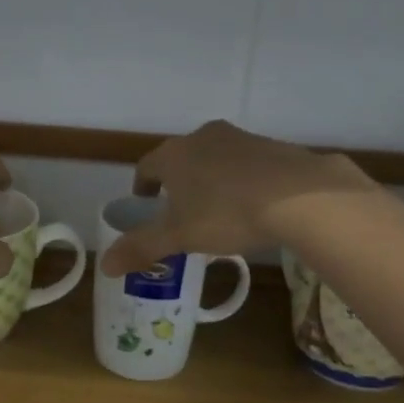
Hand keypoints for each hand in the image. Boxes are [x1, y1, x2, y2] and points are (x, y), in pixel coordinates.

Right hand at [101, 120, 372, 275]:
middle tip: (181, 211)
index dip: (143, 187)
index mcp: (174, 154)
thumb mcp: (179, 237)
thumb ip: (141, 247)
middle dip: (178, 182)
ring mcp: (240, 138)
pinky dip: (242, 179)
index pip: (146, 166)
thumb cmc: (226, 213)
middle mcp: (203, 137)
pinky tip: (254, 205)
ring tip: (219, 210)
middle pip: (181, 159)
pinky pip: (246, 163)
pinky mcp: (272, 146)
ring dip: (210, 178)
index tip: (146, 204)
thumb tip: (103, 265)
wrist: (300, 196)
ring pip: (214, 158)